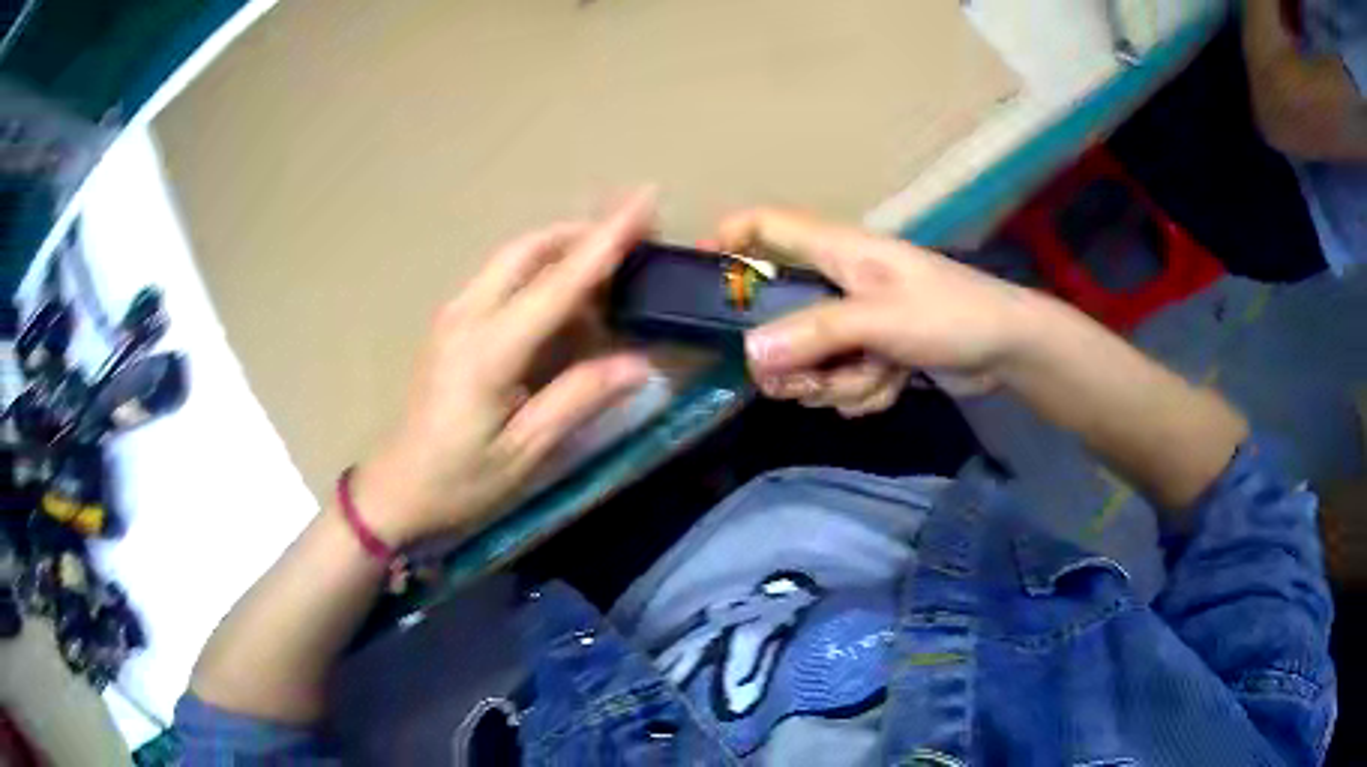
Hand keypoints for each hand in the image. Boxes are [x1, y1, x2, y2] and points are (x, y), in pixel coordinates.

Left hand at [354, 190, 656, 545]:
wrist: (397, 486)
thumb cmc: (459, 480)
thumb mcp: (525, 452)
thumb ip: (578, 400)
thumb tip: (640, 364)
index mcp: (488, 350)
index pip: (558, 282)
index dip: (606, 239)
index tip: (645, 200)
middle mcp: (467, 316)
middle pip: (529, 249)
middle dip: (584, 231)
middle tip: (635, 234)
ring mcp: (454, 315)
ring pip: (514, 258)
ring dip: (563, 249)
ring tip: (611, 265)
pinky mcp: (451, 324)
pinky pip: (502, 279)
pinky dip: (542, 272)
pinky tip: (567, 300)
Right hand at [717, 208, 1031, 413]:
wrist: (1008, 348)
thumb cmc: (951, 314)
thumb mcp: (882, 320)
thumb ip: (816, 334)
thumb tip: (751, 355)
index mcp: (837, 251)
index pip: (765, 225)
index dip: (728, 240)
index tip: (703, 280)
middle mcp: (837, 283)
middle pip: (777, 316)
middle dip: (793, 360)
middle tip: (809, 380)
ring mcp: (854, 321)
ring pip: (810, 359)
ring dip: (839, 381)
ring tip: (880, 374)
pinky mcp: (872, 353)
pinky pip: (840, 379)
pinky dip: (863, 391)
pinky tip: (894, 383)